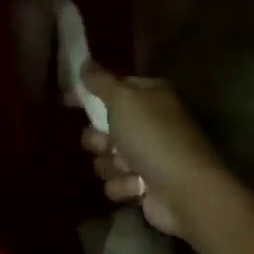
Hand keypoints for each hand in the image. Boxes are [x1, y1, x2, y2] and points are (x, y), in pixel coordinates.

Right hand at [79, 64, 235, 239]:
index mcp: (150, 96)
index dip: (90, 95)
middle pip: (103, 126)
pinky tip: (138, 186)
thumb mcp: (123, 100)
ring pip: (105, 157)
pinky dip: (124, 185)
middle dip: (99, 139)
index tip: (68, 101)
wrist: (185, 191)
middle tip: (108, 143)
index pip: (113, 88)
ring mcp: (148, 156)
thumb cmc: (153, 137)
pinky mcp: (144, 186)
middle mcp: (149, 123)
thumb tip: (85, 63)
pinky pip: (116, 182)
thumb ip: (100, 81)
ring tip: (128, 168)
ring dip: (111, 164)